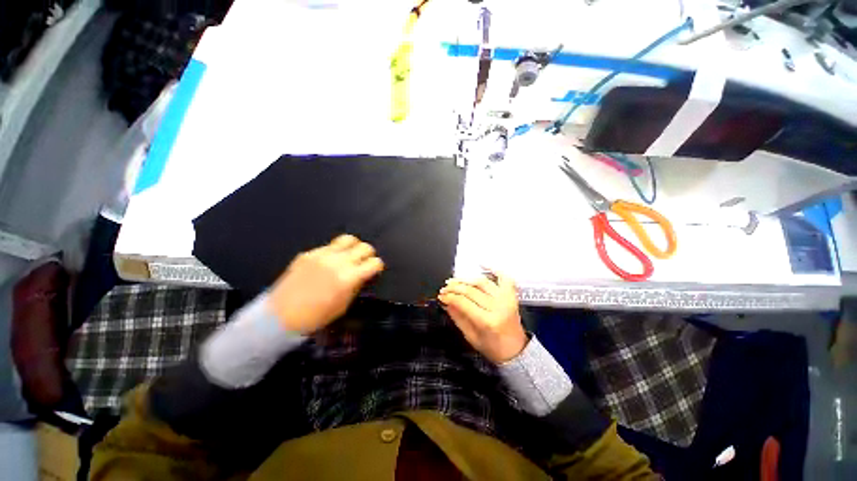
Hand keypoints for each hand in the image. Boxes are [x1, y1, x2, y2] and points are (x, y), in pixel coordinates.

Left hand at [268, 235, 383, 334]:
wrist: (280, 316)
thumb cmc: (315, 317)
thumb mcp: (343, 305)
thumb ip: (356, 285)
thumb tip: (363, 275)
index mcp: (349, 277)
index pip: (374, 263)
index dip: (377, 266)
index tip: (374, 271)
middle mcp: (338, 262)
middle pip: (364, 247)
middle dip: (368, 255)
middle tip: (364, 262)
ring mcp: (322, 255)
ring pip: (348, 239)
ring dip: (354, 247)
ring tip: (350, 255)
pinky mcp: (308, 253)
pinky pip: (329, 246)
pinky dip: (335, 251)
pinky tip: (329, 262)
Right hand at [438, 272, 526, 363]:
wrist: (516, 350)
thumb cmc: (493, 347)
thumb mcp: (470, 337)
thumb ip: (457, 317)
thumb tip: (445, 301)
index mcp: (488, 321)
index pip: (463, 302)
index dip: (449, 297)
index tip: (440, 296)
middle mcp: (498, 306)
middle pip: (471, 290)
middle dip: (454, 287)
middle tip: (444, 288)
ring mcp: (506, 298)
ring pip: (482, 282)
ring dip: (466, 279)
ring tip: (455, 280)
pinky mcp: (511, 295)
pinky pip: (503, 277)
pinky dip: (494, 269)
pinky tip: (482, 263)